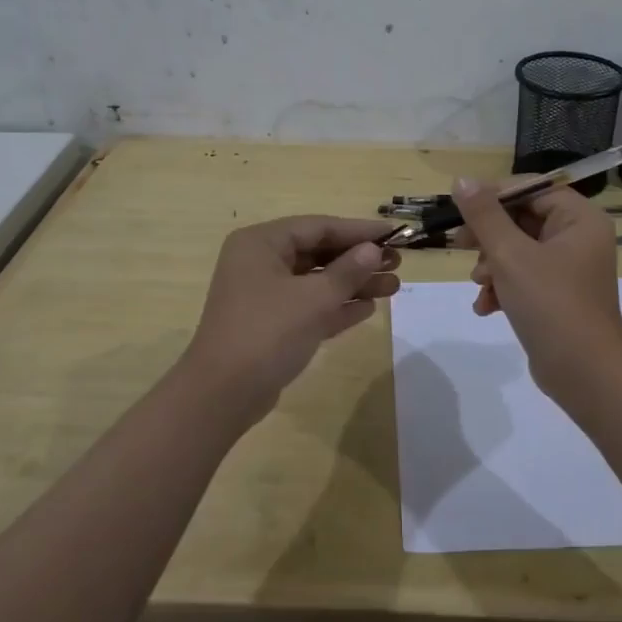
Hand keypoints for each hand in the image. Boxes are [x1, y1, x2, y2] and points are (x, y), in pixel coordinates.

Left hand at [178, 215, 399, 424]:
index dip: (359, 231)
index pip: (318, 226)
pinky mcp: (271, 324)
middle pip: (318, 252)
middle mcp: (260, 262)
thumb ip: (347, 271)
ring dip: (353, 284)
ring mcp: (263, 295)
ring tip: (394, 287)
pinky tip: (368, 308)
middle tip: (398, 264)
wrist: (222, 395)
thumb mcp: (314, 299)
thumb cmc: (267, 333)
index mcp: (261, 243)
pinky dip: (336, 306)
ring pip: (316, 281)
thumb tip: (373, 251)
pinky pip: (309, 306)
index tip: (395, 235)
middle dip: (359, 259)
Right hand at [454, 178, 621, 396]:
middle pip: (522, 219)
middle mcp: (579, 237)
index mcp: (579, 218)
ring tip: (480, 284)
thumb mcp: (510, 255)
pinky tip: (487, 307)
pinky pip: (524, 277)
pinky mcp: (558, 295)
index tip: (460, 210)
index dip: (493, 196)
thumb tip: (462, 180)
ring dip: (492, 265)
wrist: (584, 374)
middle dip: (489, 237)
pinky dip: (503, 287)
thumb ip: (484, 215)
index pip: (531, 189)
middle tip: (460, 245)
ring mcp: (570, 268)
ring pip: (518, 250)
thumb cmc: (550, 304)